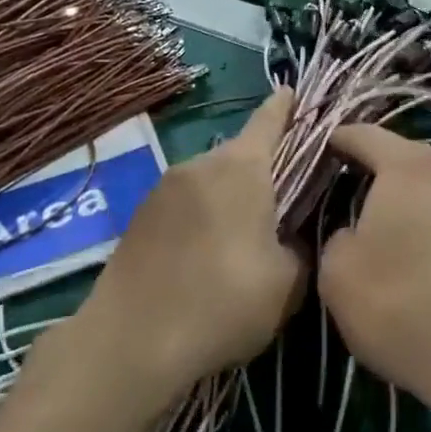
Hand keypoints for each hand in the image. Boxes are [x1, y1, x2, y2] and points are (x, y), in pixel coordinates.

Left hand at [81, 91, 304, 405]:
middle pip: (240, 152)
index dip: (286, 106)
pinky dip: (203, 213)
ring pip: (211, 178)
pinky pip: (185, 200)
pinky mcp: (140, 214)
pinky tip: (206, 252)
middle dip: (263, 166)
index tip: (293, 90)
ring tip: (244, 232)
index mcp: (241, 169)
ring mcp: (164, 187)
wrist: (130, 341)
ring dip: (230, 193)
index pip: (269, 121)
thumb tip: (291, 237)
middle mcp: (200, 164)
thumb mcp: (286, 283)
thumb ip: (300, 248)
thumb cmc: (222, 303)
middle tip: (283, 196)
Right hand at [319, 125, 430, 431]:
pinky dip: (429, 229)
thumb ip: (336, 236)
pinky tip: (417, 262)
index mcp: (408, 165)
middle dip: (369, 175)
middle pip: (400, 159)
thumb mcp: (337, 272)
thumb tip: (355, 233)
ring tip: (379, 236)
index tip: (312, 160)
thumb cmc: (403, 303)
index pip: (361, 134)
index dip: (332, 143)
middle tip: (339, 200)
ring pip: (428, 190)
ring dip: (403, 204)